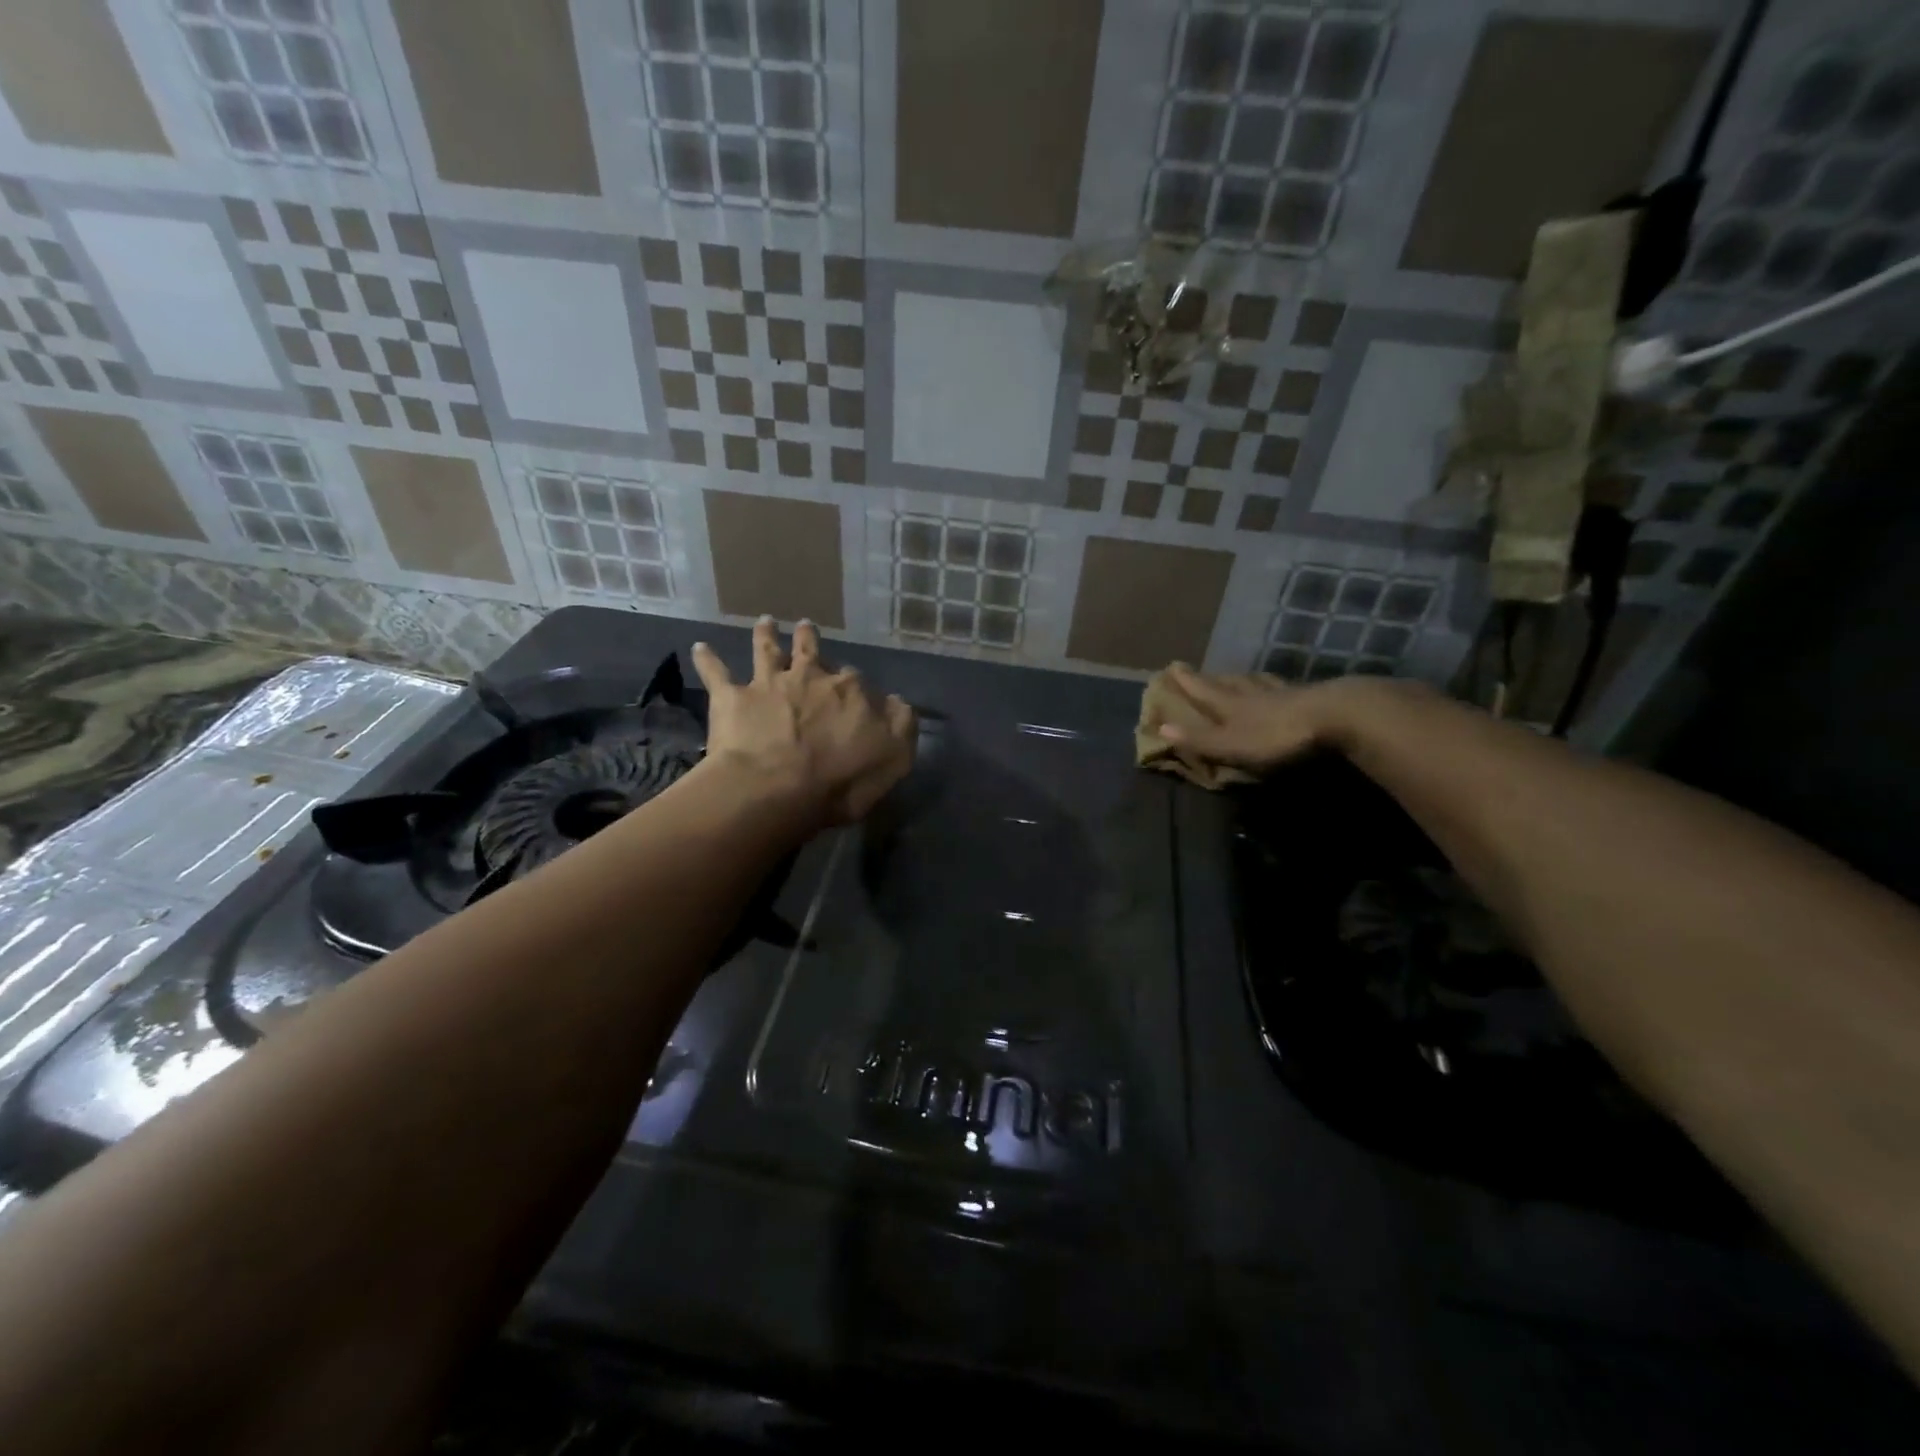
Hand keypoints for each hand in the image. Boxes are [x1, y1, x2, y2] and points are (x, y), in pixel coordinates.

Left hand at [692, 618, 916, 824]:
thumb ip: (900, 725)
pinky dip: (708, 660)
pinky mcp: (732, 699)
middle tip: (806, 627)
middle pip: (811, 653)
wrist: (774, 789)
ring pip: (767, 651)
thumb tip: (896, 701)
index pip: (856, 680)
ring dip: (765, 635)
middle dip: (810, 640)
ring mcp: (768, 685)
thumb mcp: (894, 757)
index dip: (855, 687)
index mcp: (848, 691)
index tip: (855, 693)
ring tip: (764, 621)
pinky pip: (716, 674)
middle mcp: (809, 677)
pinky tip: (700, 647)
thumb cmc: (840, 780)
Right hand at [1156, 663, 1350, 770]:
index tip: (1172, 666)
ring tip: (1238, 675)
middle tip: (1202, 671)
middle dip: (1213, 678)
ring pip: (1257, 683)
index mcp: (1232, 706)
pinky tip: (1280, 686)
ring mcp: (1284, 694)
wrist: (1336, 717)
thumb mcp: (1231, 743)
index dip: (1187, 682)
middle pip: (1229, 684)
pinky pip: (1285, 689)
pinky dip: (1275, 686)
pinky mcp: (1311, 699)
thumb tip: (1160, 727)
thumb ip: (1199, 738)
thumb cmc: (1277, 735)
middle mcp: (1254, 695)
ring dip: (1244, 679)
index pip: (1204, 692)